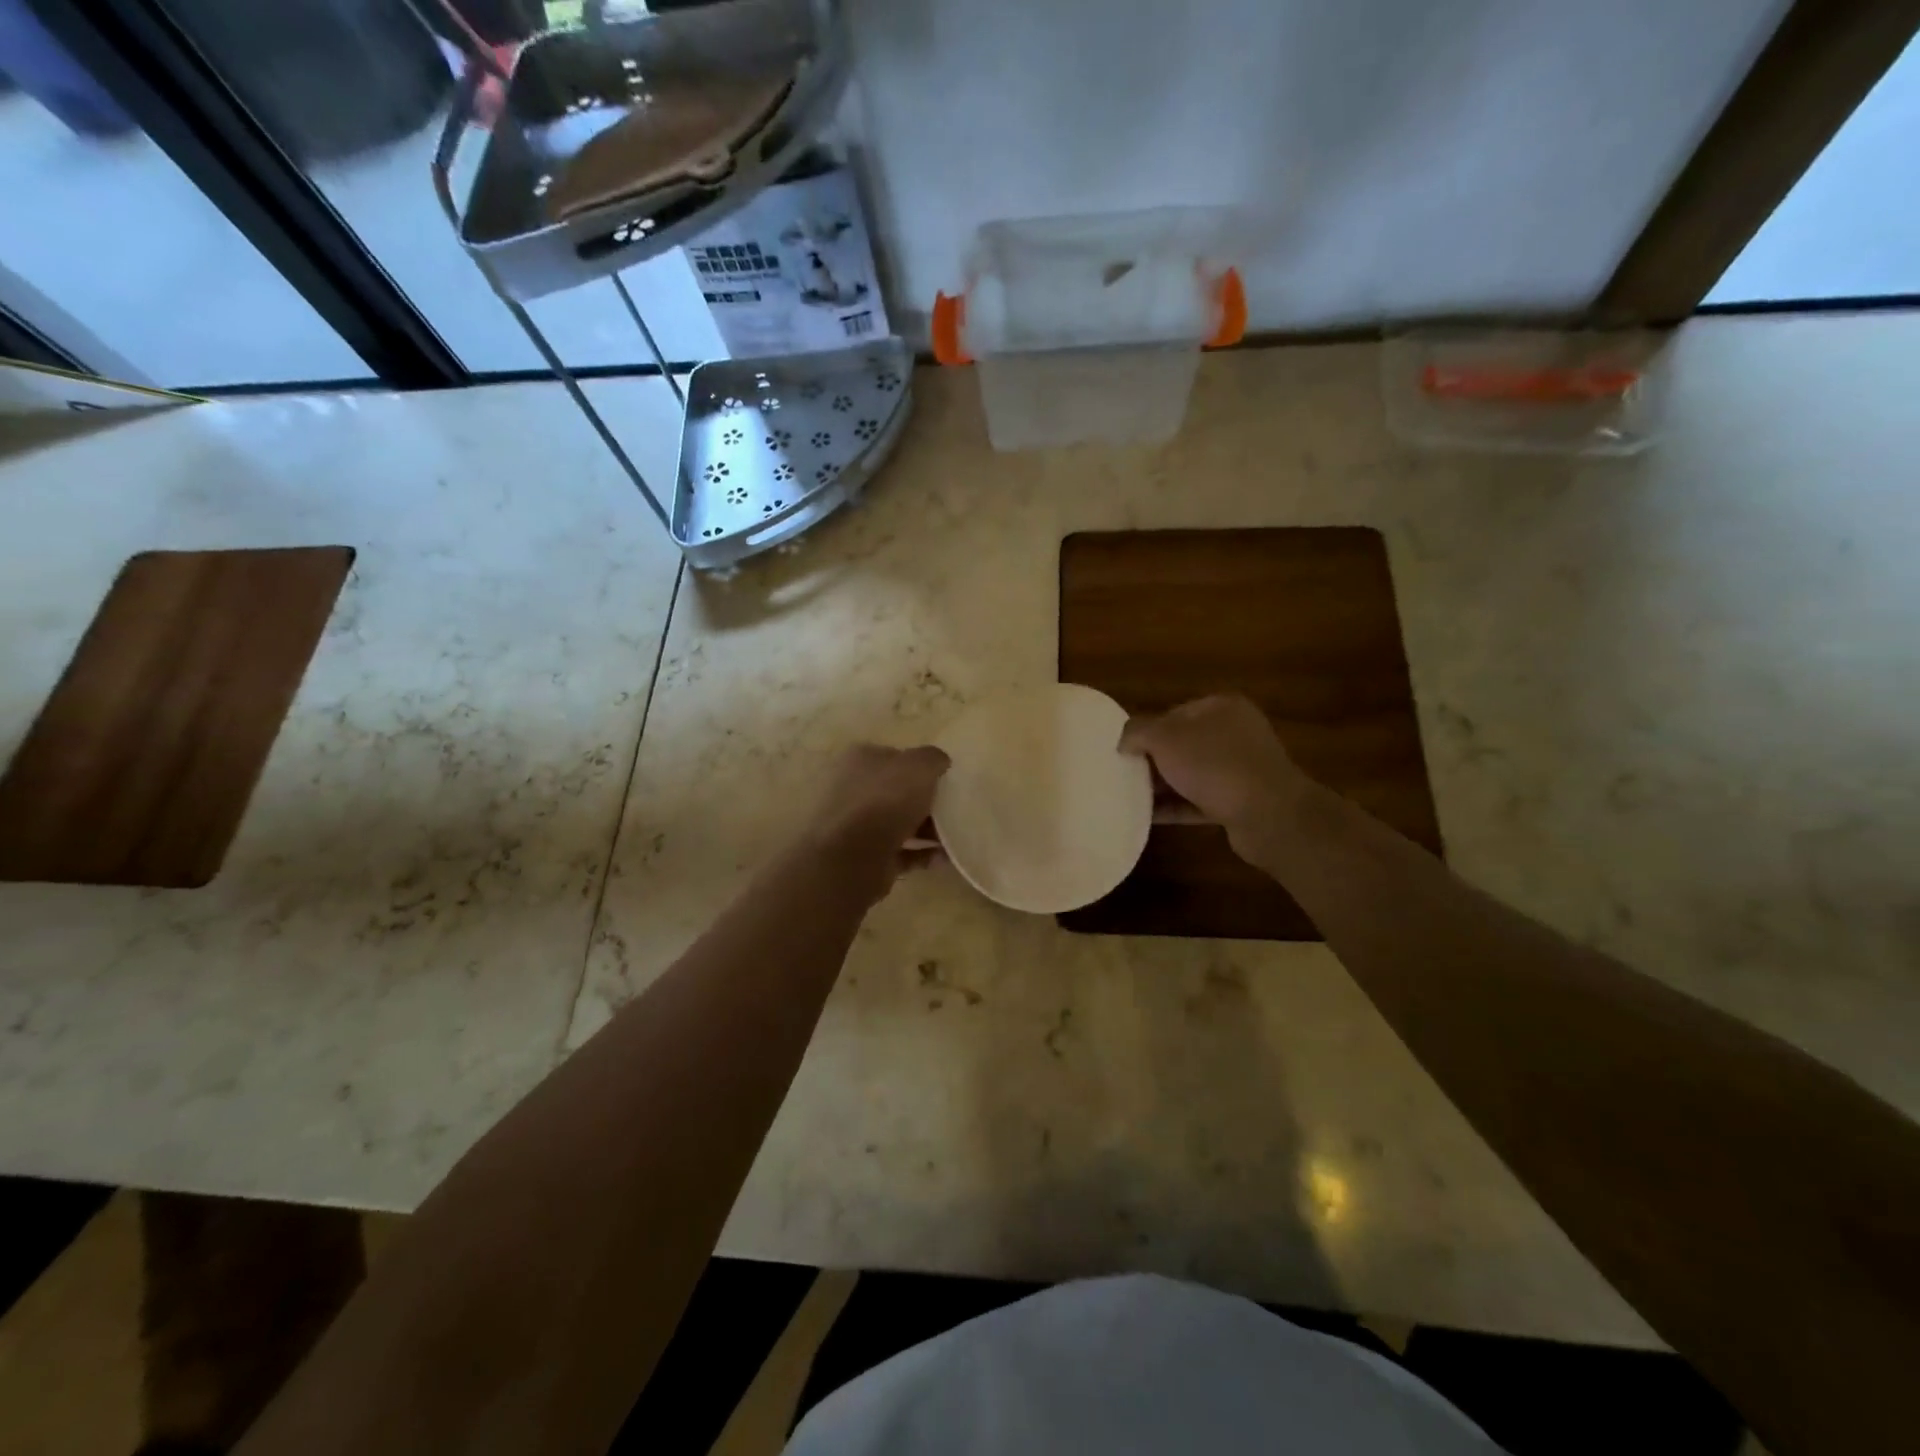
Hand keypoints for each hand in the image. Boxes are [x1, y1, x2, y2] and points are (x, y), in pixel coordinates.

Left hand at [805, 743, 949, 898]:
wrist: (849, 857)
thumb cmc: (884, 801)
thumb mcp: (918, 766)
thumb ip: (932, 759)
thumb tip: (938, 762)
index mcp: (860, 760)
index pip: (894, 757)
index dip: (921, 767)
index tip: (944, 781)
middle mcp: (852, 788)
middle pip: (896, 791)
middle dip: (925, 801)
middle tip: (951, 811)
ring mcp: (854, 825)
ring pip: (897, 822)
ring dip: (925, 829)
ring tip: (953, 838)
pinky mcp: (863, 856)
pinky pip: (899, 851)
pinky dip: (920, 854)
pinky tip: (942, 858)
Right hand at [1119, 695, 1308, 861]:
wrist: (1268, 814)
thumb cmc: (1215, 764)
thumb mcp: (1166, 738)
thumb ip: (1138, 732)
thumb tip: (1124, 740)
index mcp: (1221, 708)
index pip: (1175, 712)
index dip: (1148, 729)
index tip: (1125, 749)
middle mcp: (1235, 734)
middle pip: (1183, 743)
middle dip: (1154, 758)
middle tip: (1124, 773)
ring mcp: (1240, 769)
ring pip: (1191, 773)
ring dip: (1163, 785)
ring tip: (1130, 795)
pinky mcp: (1239, 802)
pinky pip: (1199, 801)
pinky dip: (1175, 807)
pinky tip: (1148, 816)